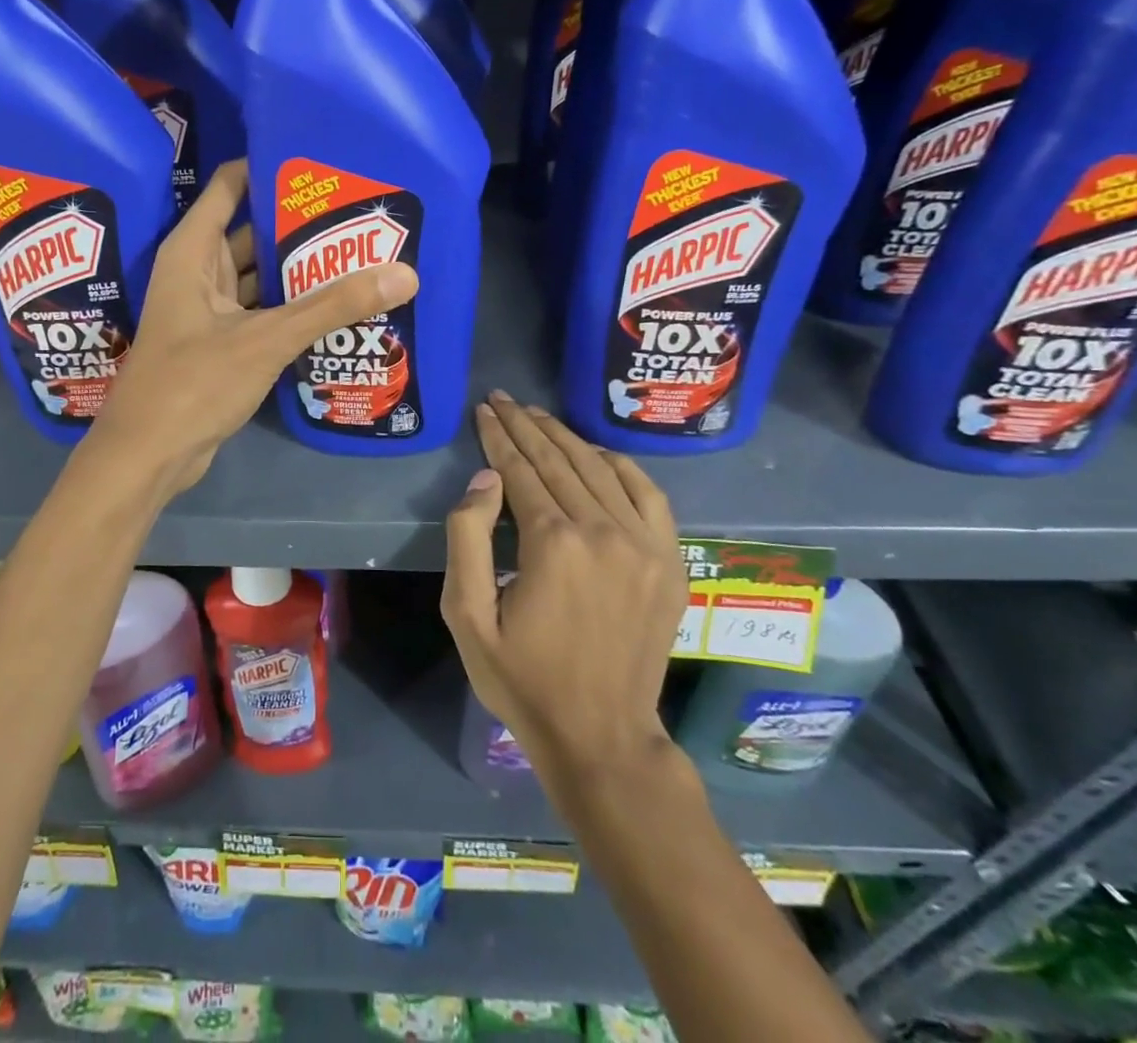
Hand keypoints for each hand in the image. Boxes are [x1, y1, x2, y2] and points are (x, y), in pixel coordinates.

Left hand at [91, 160, 417, 495]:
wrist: (149, 456)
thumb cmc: (193, 383)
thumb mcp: (266, 338)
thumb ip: (332, 306)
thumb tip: (404, 274)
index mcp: (193, 251)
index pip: (230, 186)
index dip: (269, 167)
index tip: (321, 161)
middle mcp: (198, 272)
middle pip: (252, 231)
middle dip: (299, 223)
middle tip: (359, 212)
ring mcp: (208, 310)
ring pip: (259, 276)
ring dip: (298, 269)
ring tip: (359, 253)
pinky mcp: (221, 344)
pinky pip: (261, 311)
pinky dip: (291, 307)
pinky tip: (335, 306)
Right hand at [442, 391, 687, 788]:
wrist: (601, 736)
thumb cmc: (522, 678)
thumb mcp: (467, 616)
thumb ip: (467, 538)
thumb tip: (486, 478)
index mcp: (553, 543)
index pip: (519, 470)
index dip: (498, 436)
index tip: (483, 410)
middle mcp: (603, 531)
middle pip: (558, 461)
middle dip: (525, 425)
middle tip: (502, 399)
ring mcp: (644, 545)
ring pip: (599, 469)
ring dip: (565, 436)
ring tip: (537, 415)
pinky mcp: (669, 562)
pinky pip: (648, 495)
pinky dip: (621, 465)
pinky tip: (597, 451)